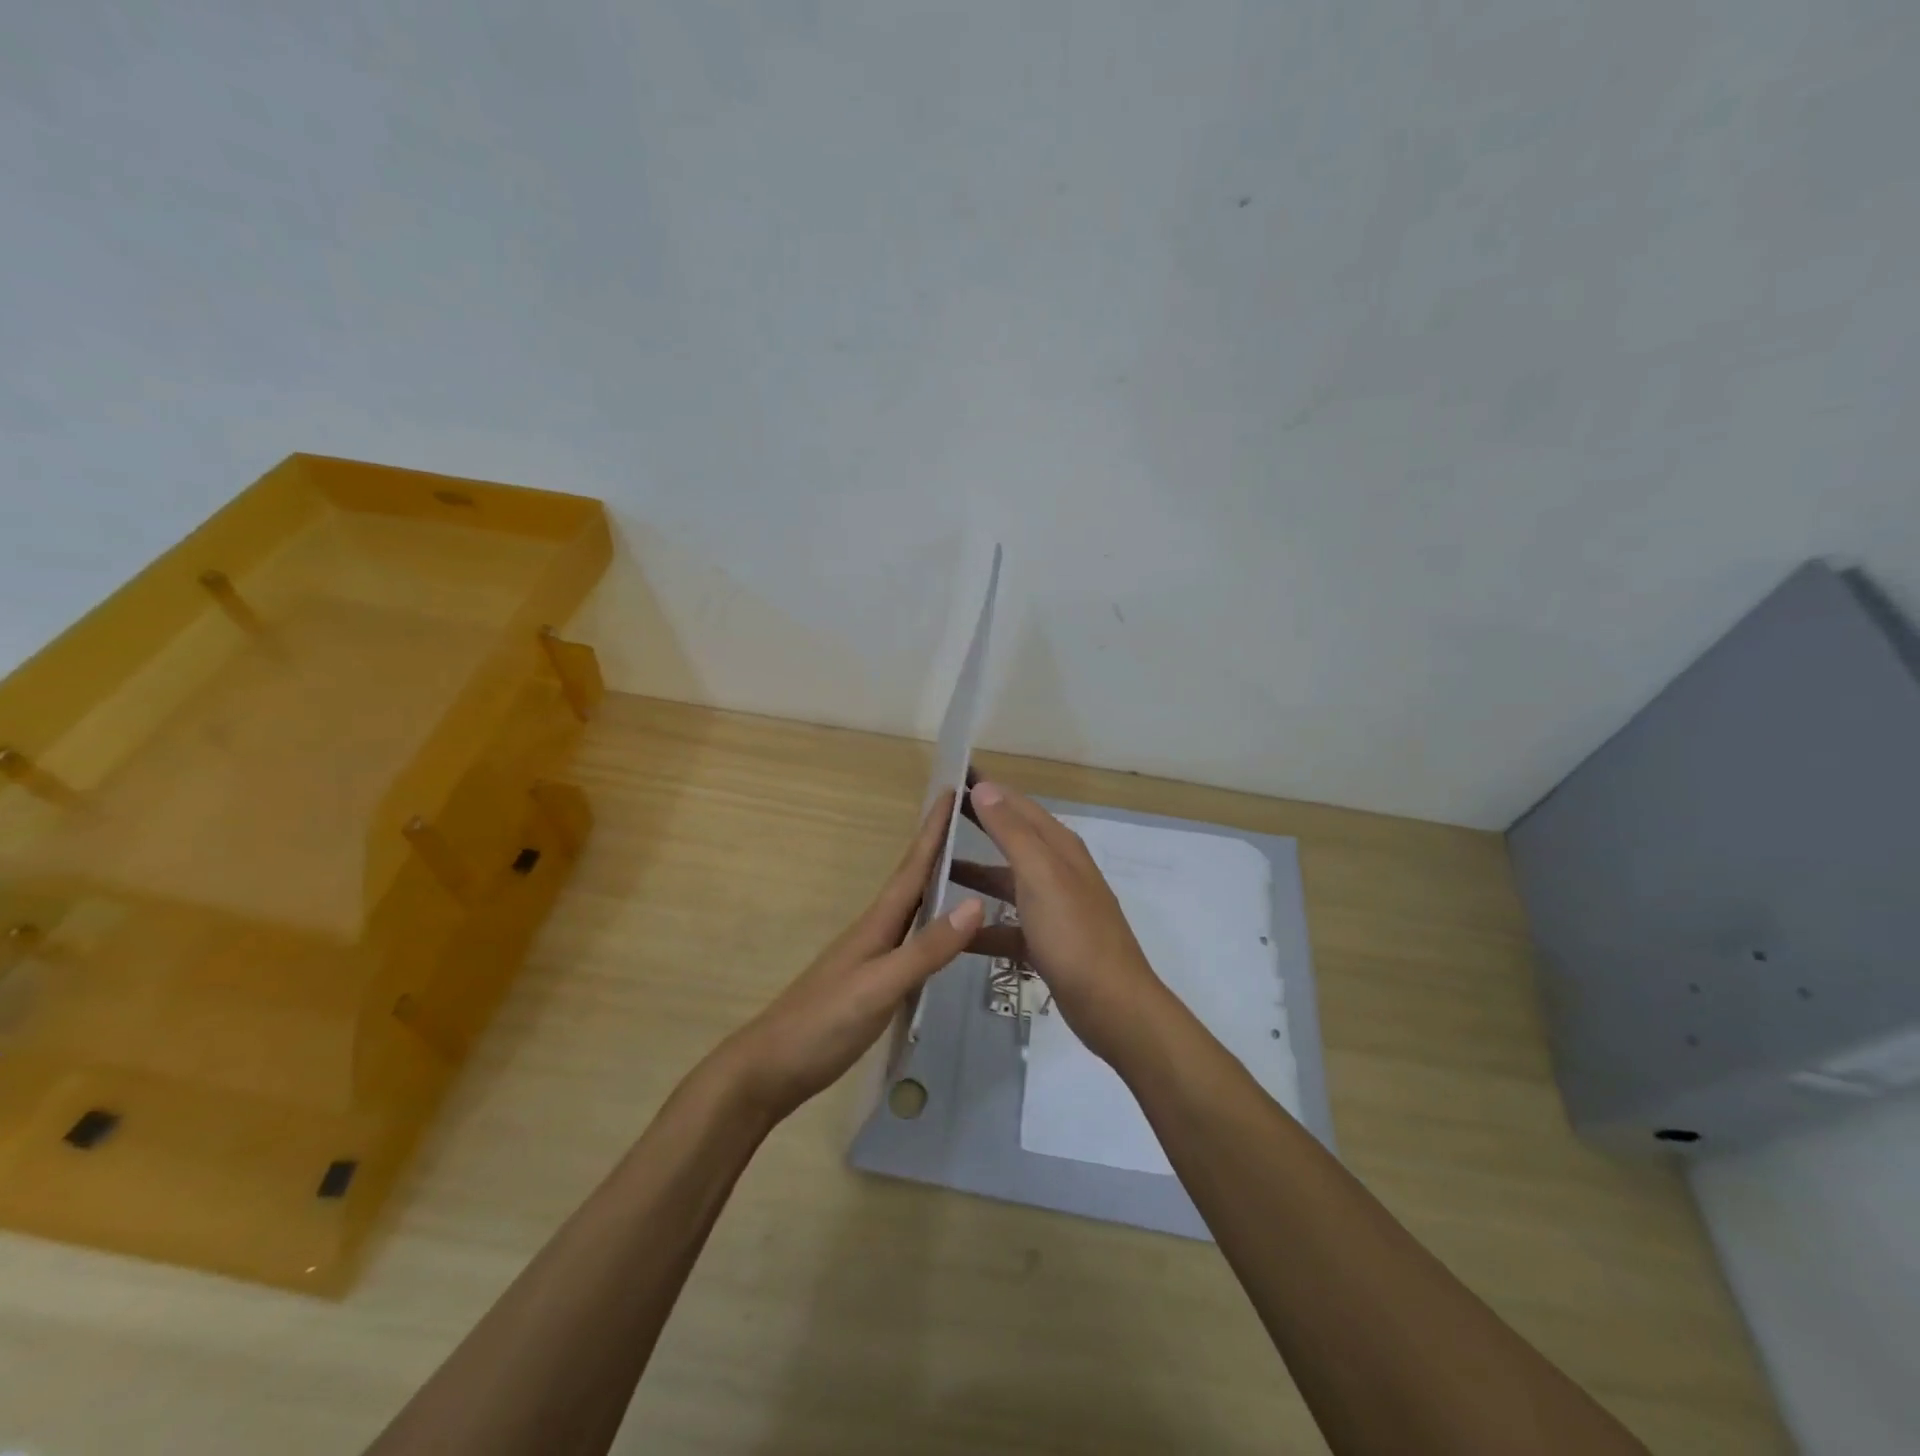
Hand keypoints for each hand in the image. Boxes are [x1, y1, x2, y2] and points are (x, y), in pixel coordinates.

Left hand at [714, 792, 983, 1122]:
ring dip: (935, 883)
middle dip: (938, 847)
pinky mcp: (870, 983)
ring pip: (911, 910)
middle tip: (969, 821)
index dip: (933, 830)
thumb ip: (926, 949)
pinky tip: (943, 936)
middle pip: (912, 880)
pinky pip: (910, 940)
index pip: (912, 867)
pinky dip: (931, 926)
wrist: (769, 1069)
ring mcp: (870, 958)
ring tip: (967, 869)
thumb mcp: (879, 987)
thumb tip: (976, 903)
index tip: (953, 790)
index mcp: (877, 924)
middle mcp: (875, 932)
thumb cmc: (823, 1024)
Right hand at [952, 781, 1167, 1064]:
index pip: (1017, 805)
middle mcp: (1056, 871)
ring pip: (1004, 882)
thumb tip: (985, 787)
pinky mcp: (1045, 943)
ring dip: (972, 875)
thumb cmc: (1074, 934)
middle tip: (936, 813)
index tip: (953, 773)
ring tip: (932, 871)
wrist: (1112, 1006)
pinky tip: (953, 931)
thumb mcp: (1041, 876)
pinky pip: (1005, 926)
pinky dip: (980, 926)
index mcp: (1059, 848)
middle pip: (1010, 838)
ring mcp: (1051, 909)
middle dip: (977, 823)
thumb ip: (1012, 832)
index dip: (987, 788)